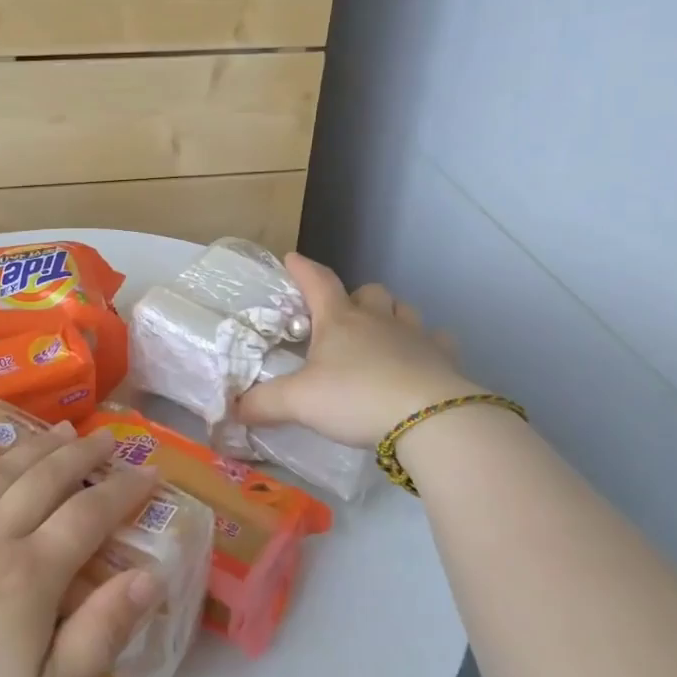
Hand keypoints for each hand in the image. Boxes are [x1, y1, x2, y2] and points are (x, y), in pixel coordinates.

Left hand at [0, 425, 161, 676]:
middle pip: (45, 479)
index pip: (89, 516)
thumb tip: (150, 577)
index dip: (123, 491)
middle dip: (82, 454)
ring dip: (34, 445)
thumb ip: (102, 632)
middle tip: (107, 438)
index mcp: (31, 576)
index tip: (149, 472)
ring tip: (60, 429)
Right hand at [234, 253, 480, 446]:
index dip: (303, 269)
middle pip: (368, 292)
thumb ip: (264, 404)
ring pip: (403, 310)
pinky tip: (420, 360)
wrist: (428, 418)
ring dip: (391, 316)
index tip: (291, 258)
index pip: (317, 282)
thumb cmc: (355, 397)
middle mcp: (377, 320)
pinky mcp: (443, 359)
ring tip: (381, 335)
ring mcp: (415, 336)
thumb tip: (233, 409)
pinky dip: (427, 346)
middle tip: (342, 317)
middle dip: (354, 297)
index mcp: (339, 321)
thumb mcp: (298, 402)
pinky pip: (437, 341)